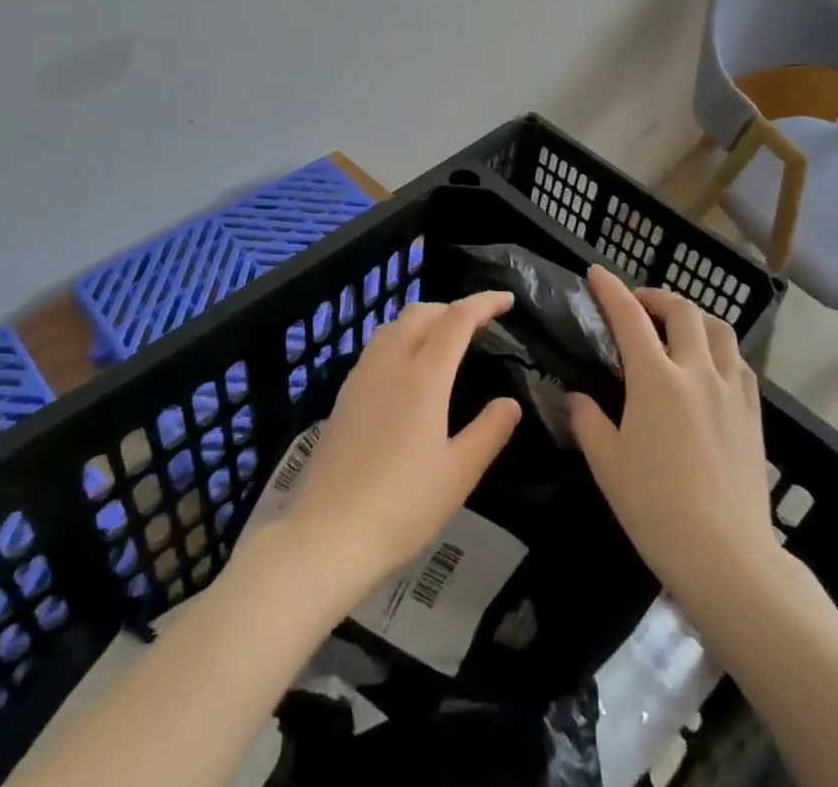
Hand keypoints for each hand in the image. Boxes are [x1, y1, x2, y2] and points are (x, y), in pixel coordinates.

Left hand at [281, 291, 522, 602]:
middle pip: (423, 312)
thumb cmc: (402, 507)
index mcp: (423, 376)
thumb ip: (489, 432)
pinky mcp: (344, 394)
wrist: (327, 536)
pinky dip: (402, 337)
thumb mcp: (458, 474)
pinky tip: (409, 368)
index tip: (508, 300)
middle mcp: (390, 363)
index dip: (484, 303)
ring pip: (395, 325)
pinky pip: (378, 345)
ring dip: (425, 319)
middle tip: (481, 324)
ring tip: (446, 339)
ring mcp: (362, 376)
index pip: (457, 319)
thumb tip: (510, 403)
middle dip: (454, 308)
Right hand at [570, 266, 781, 611]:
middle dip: (656, 296)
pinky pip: (739, 362)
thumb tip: (578, 398)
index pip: (629, 317)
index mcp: (655, 379)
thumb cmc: (656, 509)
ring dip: (693, 316)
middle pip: (681, 310)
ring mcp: (731, 390)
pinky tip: (712, 365)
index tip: (596, 273)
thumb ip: (588, 421)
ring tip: (678, 326)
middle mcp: (696, 371)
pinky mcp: (754, 413)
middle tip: (638, 304)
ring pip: (718, 329)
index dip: (611, 289)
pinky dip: (721, 349)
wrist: (727, 557)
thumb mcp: (607, 465)